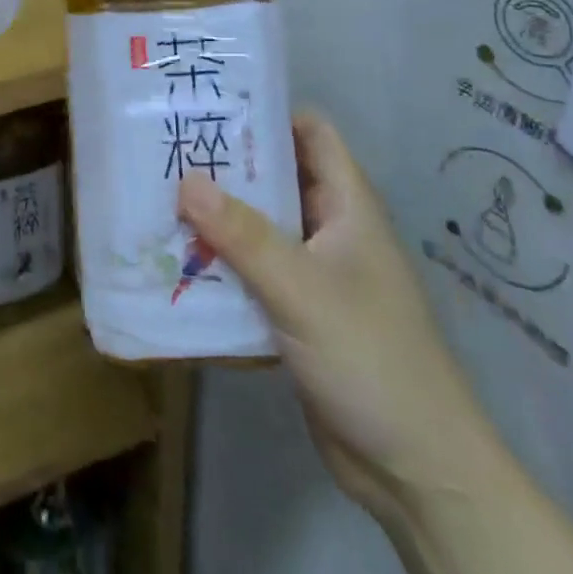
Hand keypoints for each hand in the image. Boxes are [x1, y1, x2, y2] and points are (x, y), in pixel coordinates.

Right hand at [178, 114, 506, 524]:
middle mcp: (330, 230)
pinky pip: (250, 270)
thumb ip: (243, 235)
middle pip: (274, 176)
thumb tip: (185, 181)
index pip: (311, 133)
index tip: (209, 102)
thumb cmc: (372, 358)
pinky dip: (218, 261)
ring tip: (155, 195)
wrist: (417, 471)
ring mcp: (312, 273)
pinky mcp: (294, 312)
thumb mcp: (302, 289)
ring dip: (214, 215)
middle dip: (224, 163)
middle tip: (164, 147)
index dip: (267, 111)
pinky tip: (174, 258)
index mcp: (347, 207)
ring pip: (257, 225)